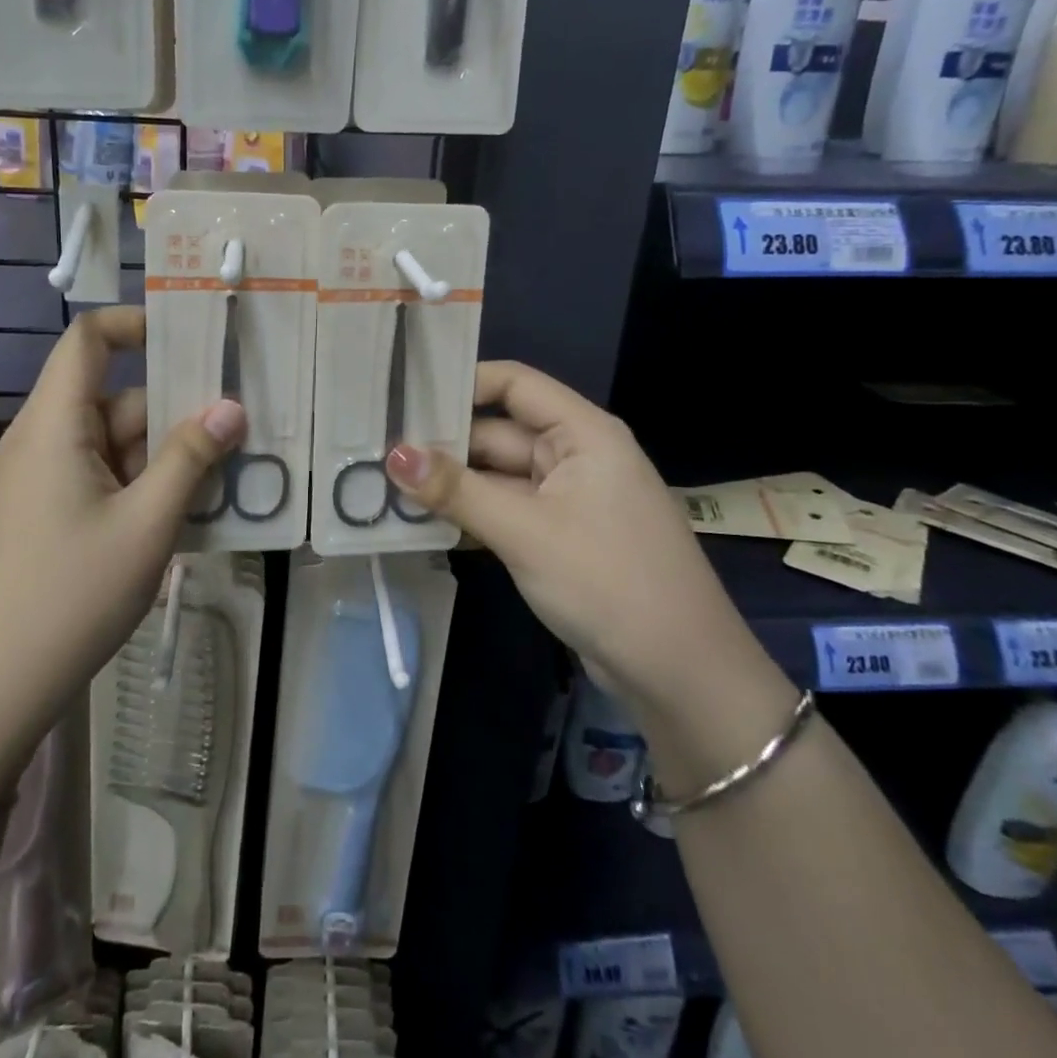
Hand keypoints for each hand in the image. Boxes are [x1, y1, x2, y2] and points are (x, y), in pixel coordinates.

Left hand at [0, 307, 243, 795]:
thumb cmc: (73, 594)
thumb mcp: (148, 523)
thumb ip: (192, 458)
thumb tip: (231, 407)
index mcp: (55, 425)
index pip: (89, 340)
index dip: (136, 324)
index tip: (192, 338)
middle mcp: (44, 440)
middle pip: (116, 398)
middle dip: (175, 410)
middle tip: (239, 426)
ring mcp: (43, 480)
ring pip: (115, 443)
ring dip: (165, 455)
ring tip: (226, 476)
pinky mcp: (48, 513)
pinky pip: (103, 477)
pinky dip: (143, 484)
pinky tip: (185, 513)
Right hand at [385, 360, 745, 703]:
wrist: (681, 674)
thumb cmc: (608, 581)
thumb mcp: (525, 531)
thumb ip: (457, 490)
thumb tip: (393, 454)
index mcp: (583, 433)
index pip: (514, 383)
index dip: (460, 383)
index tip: (403, 396)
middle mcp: (575, 455)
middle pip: (498, 432)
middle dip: (442, 443)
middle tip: (375, 449)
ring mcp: (566, 499)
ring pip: (496, 476)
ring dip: (450, 483)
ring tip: (383, 483)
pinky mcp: (558, 537)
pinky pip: (504, 511)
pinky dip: (469, 515)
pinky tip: (420, 523)